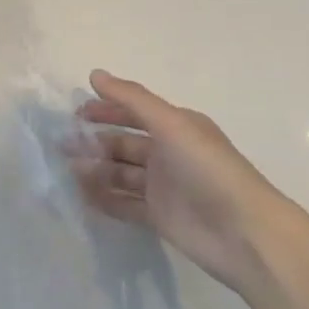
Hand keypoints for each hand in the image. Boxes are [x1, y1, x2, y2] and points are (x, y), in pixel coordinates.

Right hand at [73, 69, 304, 294]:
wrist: (245, 234)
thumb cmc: (208, 169)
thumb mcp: (171, 124)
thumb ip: (132, 99)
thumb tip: (94, 74)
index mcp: (176, 127)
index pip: (134, 111)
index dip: (106, 109)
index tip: (76, 113)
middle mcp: (168, 153)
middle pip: (123, 142)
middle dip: (95, 141)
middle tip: (63, 144)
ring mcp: (163, 186)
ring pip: (120, 172)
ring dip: (96, 169)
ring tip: (70, 170)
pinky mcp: (159, 217)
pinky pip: (124, 203)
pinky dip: (104, 198)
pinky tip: (82, 195)